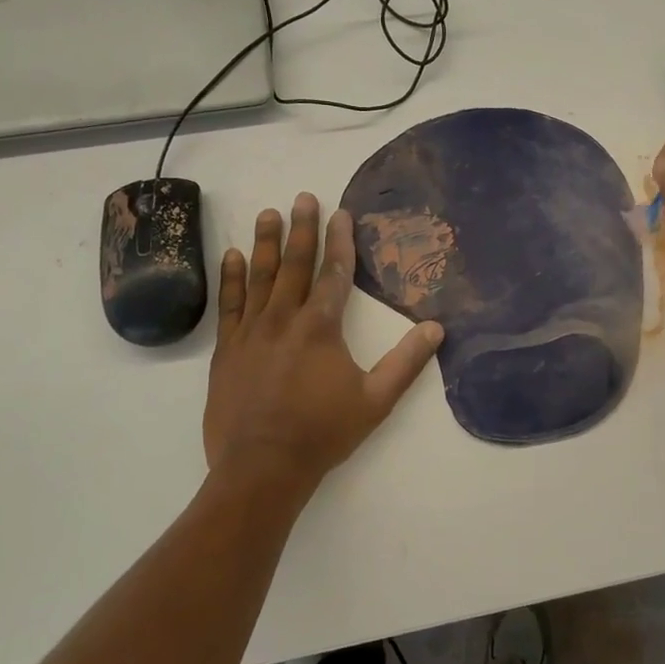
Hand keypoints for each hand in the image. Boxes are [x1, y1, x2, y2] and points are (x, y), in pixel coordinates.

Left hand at [203, 195, 443, 489]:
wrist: (262, 466)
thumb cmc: (323, 432)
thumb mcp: (376, 400)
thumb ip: (407, 362)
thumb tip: (436, 328)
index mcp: (321, 327)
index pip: (335, 274)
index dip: (341, 241)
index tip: (341, 212)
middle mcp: (284, 319)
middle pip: (295, 265)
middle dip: (302, 229)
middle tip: (303, 197)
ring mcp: (251, 332)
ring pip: (260, 277)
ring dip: (266, 242)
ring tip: (268, 212)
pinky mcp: (227, 349)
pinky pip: (230, 304)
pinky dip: (232, 278)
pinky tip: (233, 255)